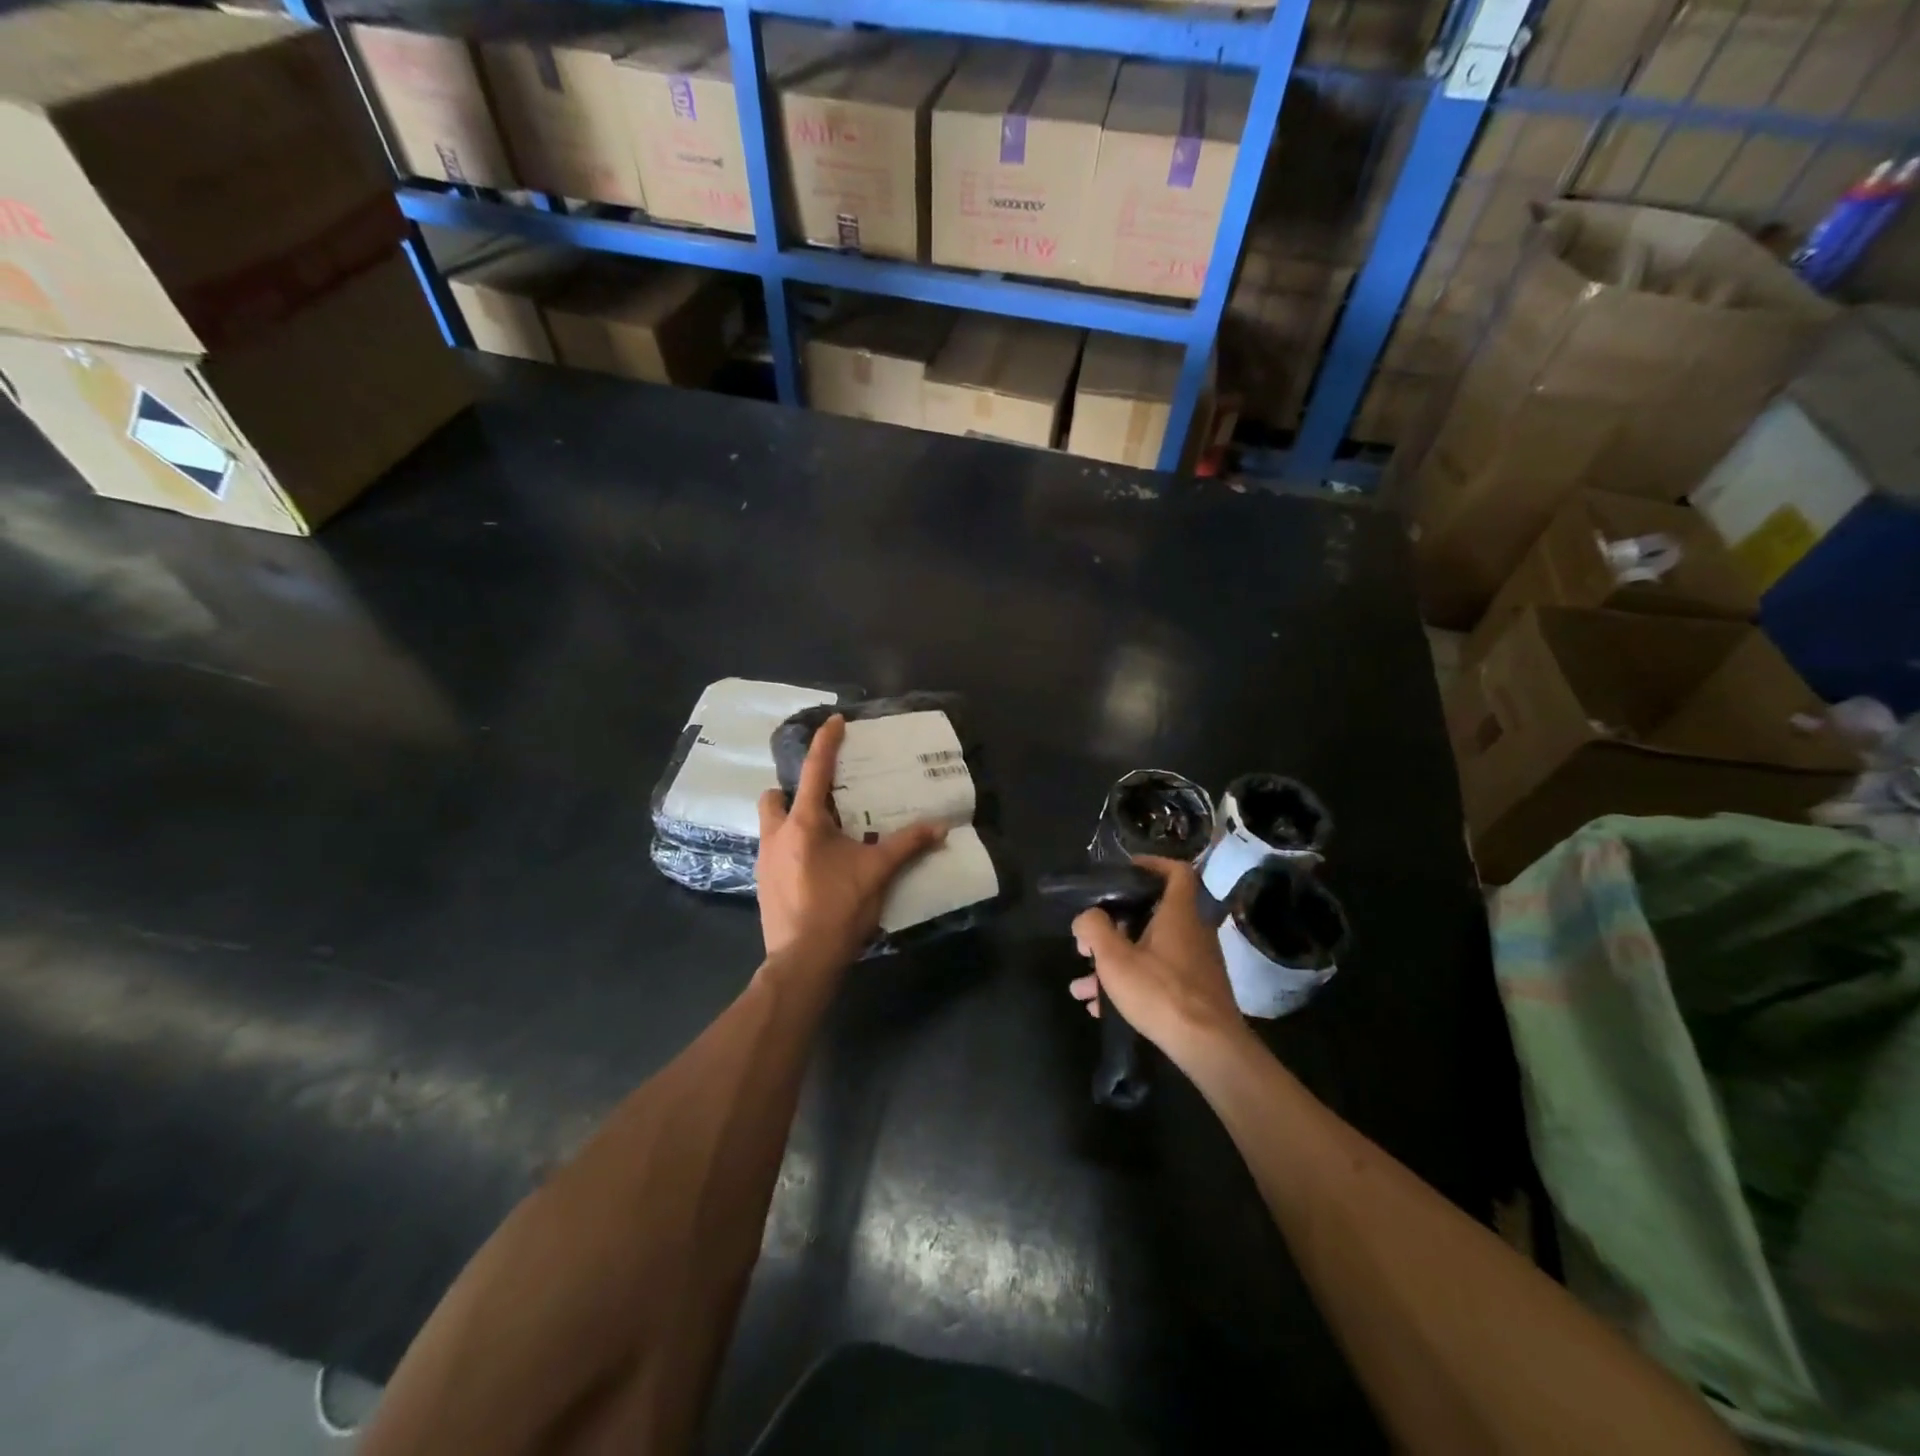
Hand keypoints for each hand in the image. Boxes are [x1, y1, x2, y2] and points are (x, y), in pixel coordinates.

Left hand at [756, 714, 946, 965]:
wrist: (802, 961)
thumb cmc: (839, 909)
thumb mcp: (878, 873)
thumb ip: (908, 845)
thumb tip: (941, 826)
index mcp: (804, 824)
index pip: (815, 771)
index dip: (826, 742)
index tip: (834, 720)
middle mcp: (777, 835)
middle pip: (774, 797)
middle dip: (792, 792)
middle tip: (823, 801)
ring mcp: (765, 861)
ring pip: (770, 825)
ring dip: (789, 821)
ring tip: (821, 834)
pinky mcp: (762, 884)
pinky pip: (773, 852)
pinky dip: (790, 848)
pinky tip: (814, 866)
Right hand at [1069, 857, 1245, 1061]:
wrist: (1209, 1048)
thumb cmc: (1161, 992)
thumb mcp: (1114, 958)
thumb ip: (1094, 928)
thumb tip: (1086, 917)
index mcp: (1178, 914)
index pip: (1176, 871)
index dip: (1152, 864)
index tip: (1125, 871)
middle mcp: (1192, 932)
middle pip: (1152, 915)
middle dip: (1115, 926)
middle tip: (1090, 937)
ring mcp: (1196, 964)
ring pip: (1149, 951)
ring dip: (1115, 962)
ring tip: (1082, 984)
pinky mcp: (1196, 992)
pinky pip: (1157, 976)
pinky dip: (1131, 983)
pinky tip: (1101, 1008)